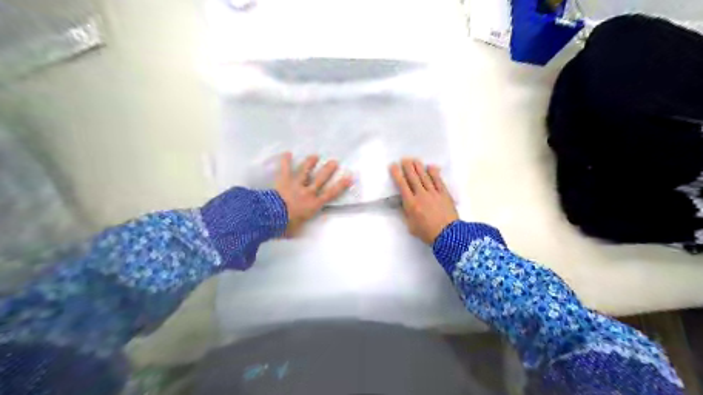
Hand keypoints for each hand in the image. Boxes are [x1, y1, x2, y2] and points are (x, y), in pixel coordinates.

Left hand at [274, 153, 351, 235]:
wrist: (272, 217)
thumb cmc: (287, 226)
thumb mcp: (299, 230)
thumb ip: (303, 227)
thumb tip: (304, 228)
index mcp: (314, 205)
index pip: (330, 194)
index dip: (341, 186)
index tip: (349, 177)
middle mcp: (308, 192)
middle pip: (320, 179)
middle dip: (328, 170)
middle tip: (334, 161)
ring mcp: (296, 185)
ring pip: (305, 171)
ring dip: (310, 163)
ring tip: (315, 156)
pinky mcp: (283, 181)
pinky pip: (284, 169)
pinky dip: (285, 161)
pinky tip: (287, 153)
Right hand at [387, 158, 458, 243]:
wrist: (448, 235)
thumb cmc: (427, 233)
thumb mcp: (411, 226)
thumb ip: (405, 213)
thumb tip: (401, 203)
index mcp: (411, 204)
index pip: (402, 185)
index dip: (397, 174)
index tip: (393, 166)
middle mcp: (421, 195)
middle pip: (413, 178)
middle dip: (407, 167)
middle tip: (404, 159)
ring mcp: (434, 193)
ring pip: (425, 177)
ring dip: (419, 167)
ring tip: (415, 159)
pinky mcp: (444, 194)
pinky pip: (438, 181)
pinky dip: (434, 173)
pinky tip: (431, 167)